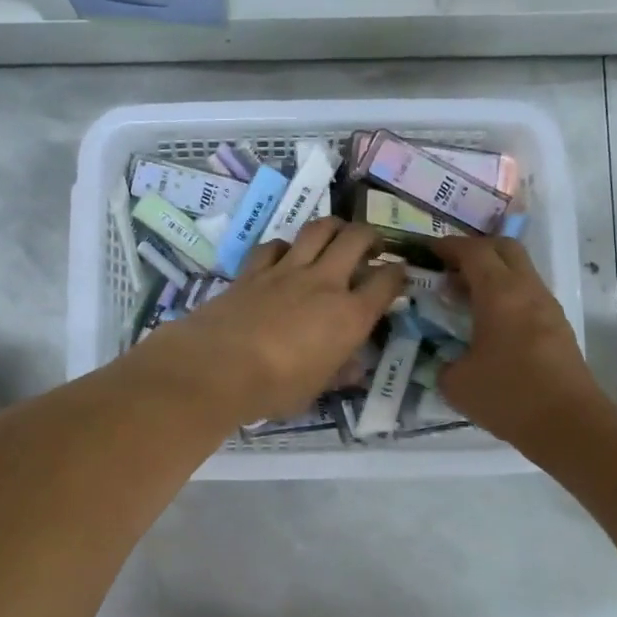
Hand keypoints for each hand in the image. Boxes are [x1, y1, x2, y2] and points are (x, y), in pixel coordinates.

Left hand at [134, 219, 406, 425]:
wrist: (217, 368)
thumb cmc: (274, 389)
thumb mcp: (316, 390)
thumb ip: (338, 372)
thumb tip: (354, 365)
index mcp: (350, 315)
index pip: (387, 282)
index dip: (398, 274)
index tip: (398, 275)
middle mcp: (324, 283)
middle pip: (357, 238)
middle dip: (371, 236)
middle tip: (372, 247)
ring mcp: (287, 270)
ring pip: (319, 228)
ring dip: (334, 227)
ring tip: (336, 237)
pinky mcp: (254, 269)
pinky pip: (275, 245)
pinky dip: (285, 246)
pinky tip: (285, 256)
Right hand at [435, 236, 605, 448]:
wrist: (570, 425)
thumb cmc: (509, 396)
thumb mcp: (456, 383)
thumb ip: (442, 363)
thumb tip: (444, 361)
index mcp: (500, 293)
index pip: (473, 251)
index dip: (448, 246)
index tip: (427, 251)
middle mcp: (527, 290)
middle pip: (504, 248)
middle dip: (475, 250)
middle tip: (449, 267)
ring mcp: (548, 307)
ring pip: (520, 271)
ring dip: (493, 274)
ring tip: (465, 297)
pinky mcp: (558, 328)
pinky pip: (528, 295)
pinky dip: (506, 295)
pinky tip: (489, 323)